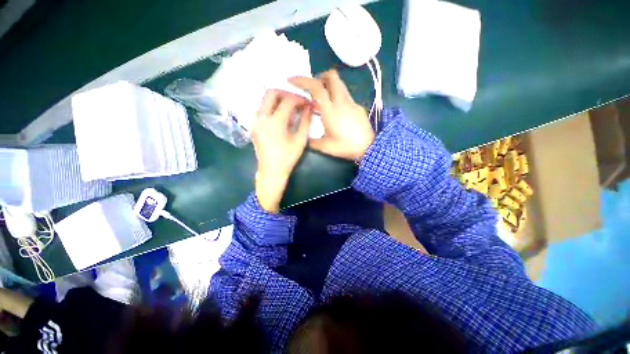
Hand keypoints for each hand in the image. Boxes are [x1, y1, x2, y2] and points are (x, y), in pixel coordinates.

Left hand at [252, 89, 312, 211]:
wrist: (271, 171)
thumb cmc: (287, 158)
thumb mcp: (300, 140)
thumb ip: (305, 122)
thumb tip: (309, 108)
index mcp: (275, 122)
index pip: (288, 101)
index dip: (300, 99)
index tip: (308, 103)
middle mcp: (261, 117)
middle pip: (271, 93)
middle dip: (286, 93)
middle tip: (297, 101)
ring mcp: (255, 121)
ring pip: (264, 100)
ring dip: (278, 99)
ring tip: (290, 108)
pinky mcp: (254, 125)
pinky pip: (262, 109)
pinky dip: (272, 107)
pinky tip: (281, 116)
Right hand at [290, 70, 374, 161]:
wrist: (368, 148)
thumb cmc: (345, 147)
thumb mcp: (325, 146)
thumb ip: (311, 141)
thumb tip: (304, 137)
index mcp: (330, 110)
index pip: (315, 86)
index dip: (302, 80)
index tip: (292, 80)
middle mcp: (341, 101)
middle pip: (331, 76)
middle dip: (319, 77)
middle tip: (312, 88)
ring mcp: (351, 102)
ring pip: (339, 84)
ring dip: (329, 85)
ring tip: (323, 99)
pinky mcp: (358, 106)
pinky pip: (345, 95)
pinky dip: (337, 96)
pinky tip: (336, 111)